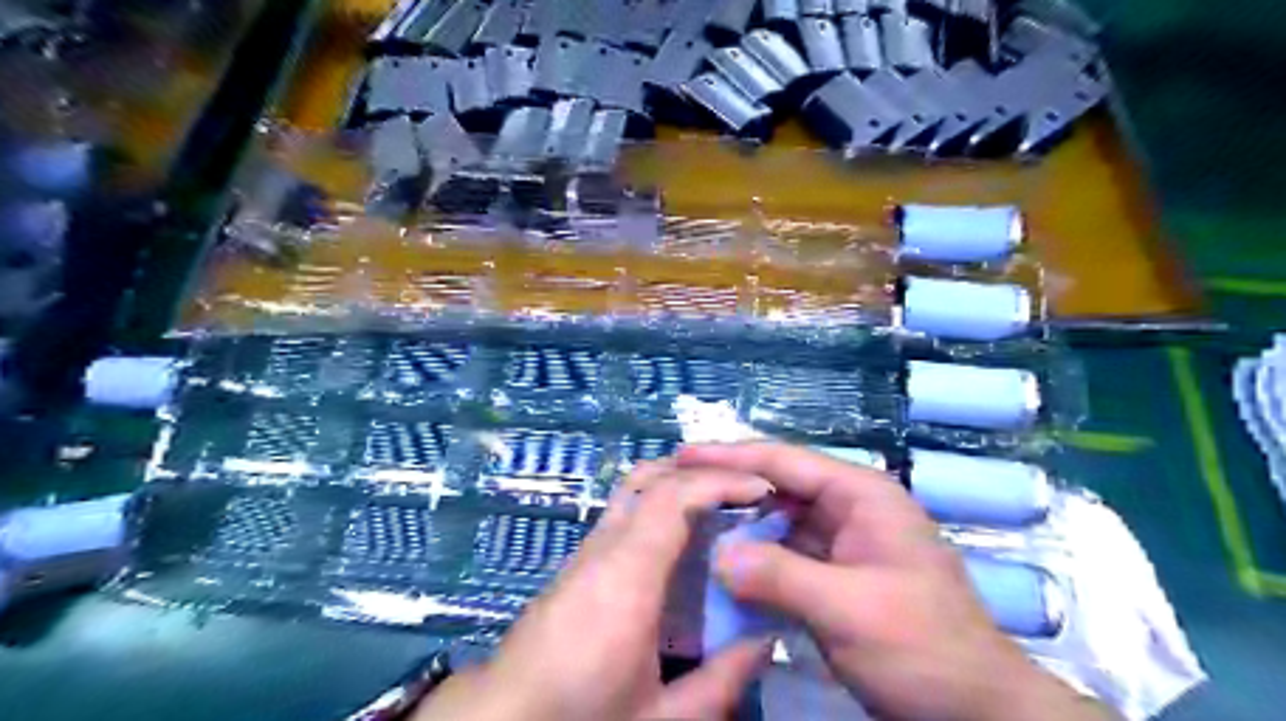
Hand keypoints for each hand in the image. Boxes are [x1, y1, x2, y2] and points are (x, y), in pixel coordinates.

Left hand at [413, 465, 771, 718]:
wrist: (501, 720)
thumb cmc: (579, 716)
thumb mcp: (660, 719)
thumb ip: (720, 682)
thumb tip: (765, 641)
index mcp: (627, 577)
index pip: (673, 498)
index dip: (719, 481)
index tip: (760, 489)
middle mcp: (603, 549)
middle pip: (650, 479)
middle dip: (701, 471)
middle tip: (746, 490)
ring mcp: (584, 551)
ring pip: (633, 490)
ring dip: (679, 484)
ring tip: (722, 506)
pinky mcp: (576, 563)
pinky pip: (623, 514)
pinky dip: (660, 506)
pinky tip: (682, 540)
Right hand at [683, 443, 1116, 720]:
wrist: (975, 708)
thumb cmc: (924, 648)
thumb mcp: (850, 610)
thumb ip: (780, 576)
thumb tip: (717, 556)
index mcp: (861, 495)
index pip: (785, 461)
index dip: (730, 455)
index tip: (682, 456)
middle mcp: (850, 507)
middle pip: (778, 484)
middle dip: (729, 486)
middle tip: (676, 490)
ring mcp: (842, 541)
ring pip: (778, 519)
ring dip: (737, 522)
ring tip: (687, 521)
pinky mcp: (835, 573)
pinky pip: (785, 553)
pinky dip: (754, 556)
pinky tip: (720, 563)